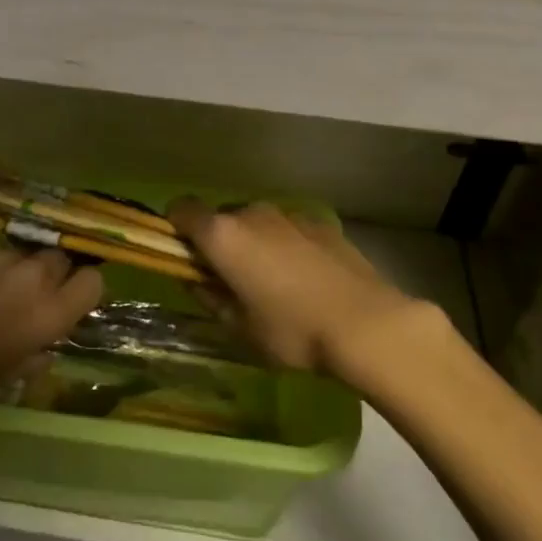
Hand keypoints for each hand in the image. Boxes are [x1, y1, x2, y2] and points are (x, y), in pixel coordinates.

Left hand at [0, 246, 103, 408]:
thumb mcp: (4, 379)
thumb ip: (34, 357)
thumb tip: (45, 348)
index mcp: (48, 314)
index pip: (92, 282)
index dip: (83, 288)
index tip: (71, 298)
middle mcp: (31, 278)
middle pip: (58, 259)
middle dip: (49, 273)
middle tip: (26, 294)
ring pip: (18, 255)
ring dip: (11, 270)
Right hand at [169, 201, 457, 385]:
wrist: (367, 324)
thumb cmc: (292, 331)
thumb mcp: (240, 327)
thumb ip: (210, 298)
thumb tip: (196, 281)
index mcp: (223, 235)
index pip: (181, 209)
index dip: (175, 228)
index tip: (183, 255)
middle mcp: (252, 214)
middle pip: (221, 217)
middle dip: (219, 242)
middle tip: (230, 279)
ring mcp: (289, 215)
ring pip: (257, 222)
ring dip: (254, 243)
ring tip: (274, 283)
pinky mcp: (321, 223)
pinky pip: (289, 229)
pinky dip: (286, 245)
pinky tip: (306, 279)